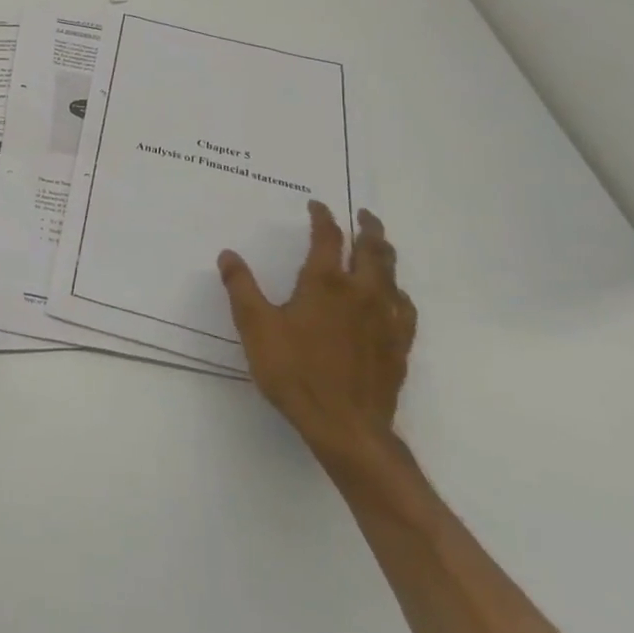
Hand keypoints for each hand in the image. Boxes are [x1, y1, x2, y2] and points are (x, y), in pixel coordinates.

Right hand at [218, 202, 415, 468]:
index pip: (327, 237)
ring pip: (392, 275)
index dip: (322, 217)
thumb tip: (228, 254)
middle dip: (367, 227)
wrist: (346, 426)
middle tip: (363, 214)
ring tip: (379, 245)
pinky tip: (394, 297)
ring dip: (385, 254)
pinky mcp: (399, 345)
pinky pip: (405, 308)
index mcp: (324, 283)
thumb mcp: (256, 327)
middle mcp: (360, 292)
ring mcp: (385, 319)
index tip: (317, 205)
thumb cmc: (295, 372)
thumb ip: (241, 287)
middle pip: (372, 249)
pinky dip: (398, 292)